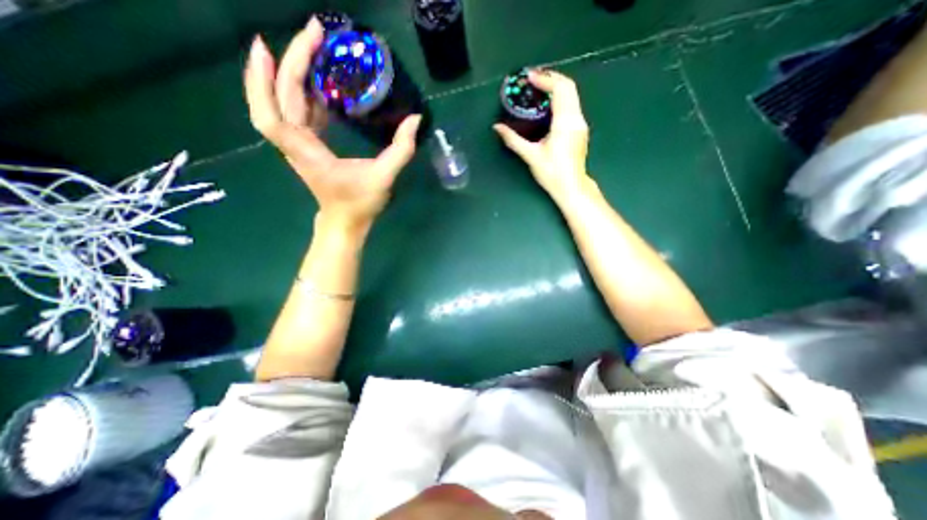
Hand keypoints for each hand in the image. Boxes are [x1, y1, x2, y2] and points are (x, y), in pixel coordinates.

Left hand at [245, 17, 422, 233]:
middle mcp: (295, 145)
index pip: (274, 114)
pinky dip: (302, 91)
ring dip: (291, 73)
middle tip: (313, 33)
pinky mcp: (307, 146)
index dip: (263, 81)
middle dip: (289, 62)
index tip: (269, 46)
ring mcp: (299, 145)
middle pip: (277, 98)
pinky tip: (318, 81)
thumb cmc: (360, 204)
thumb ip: (401, 150)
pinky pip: (296, 112)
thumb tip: (414, 120)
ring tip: (310, 47)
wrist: (344, 222)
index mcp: (307, 153)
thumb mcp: (384, 179)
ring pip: (282, 102)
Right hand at [492, 69, 593, 203]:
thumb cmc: (552, 173)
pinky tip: (547, 106)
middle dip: (551, 78)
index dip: (545, 79)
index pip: (560, 89)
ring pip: (572, 95)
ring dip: (556, 87)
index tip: (529, 77)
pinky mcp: (580, 129)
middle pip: (569, 87)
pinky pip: (572, 105)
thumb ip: (513, 140)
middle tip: (532, 80)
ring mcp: (580, 123)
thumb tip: (497, 127)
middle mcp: (576, 118)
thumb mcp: (531, 156)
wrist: (571, 187)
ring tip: (538, 90)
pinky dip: (560, 98)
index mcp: (565, 122)